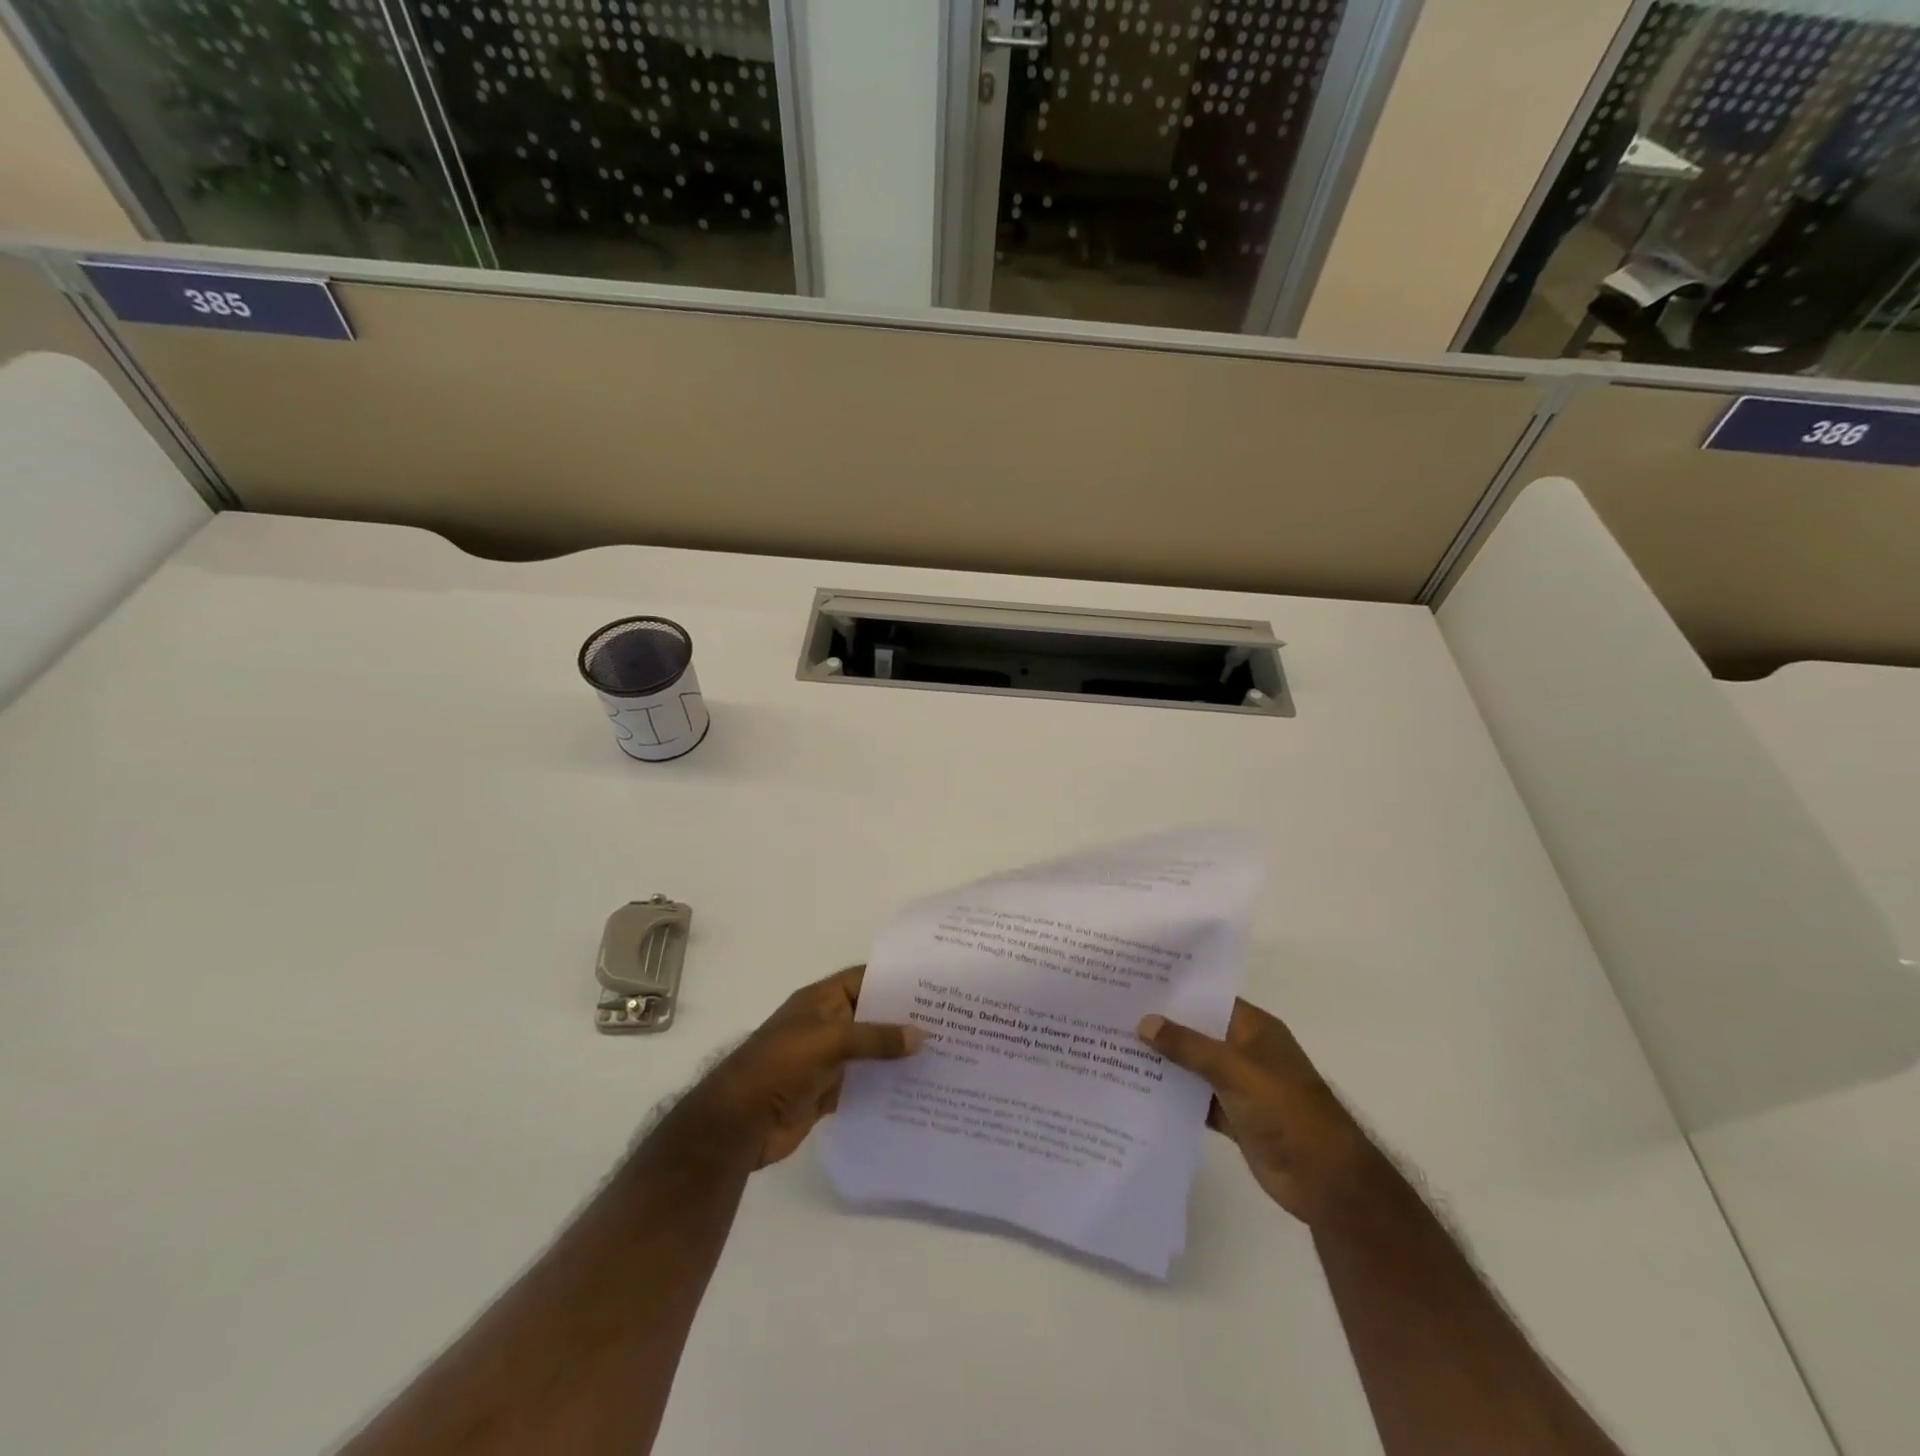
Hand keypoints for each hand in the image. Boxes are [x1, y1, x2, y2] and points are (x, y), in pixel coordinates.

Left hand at [678, 965, 922, 1169]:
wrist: (738, 1123)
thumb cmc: (779, 1066)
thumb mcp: (829, 1041)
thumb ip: (874, 1038)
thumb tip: (921, 1036)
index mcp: (821, 1001)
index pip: (865, 980)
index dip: (896, 980)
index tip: (934, 984)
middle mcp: (826, 1025)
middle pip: (872, 1016)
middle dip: (904, 1020)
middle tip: (950, 1023)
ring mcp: (827, 1060)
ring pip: (870, 1052)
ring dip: (897, 1055)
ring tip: (943, 1056)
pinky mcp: (827, 1093)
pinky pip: (863, 1084)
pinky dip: (885, 1086)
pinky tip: (916, 1091)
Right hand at [1137, 999, 1377, 1225]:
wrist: (1325, 1180)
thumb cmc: (1285, 1109)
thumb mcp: (1234, 1069)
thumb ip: (1188, 1046)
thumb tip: (1144, 1022)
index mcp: (1253, 1028)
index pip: (1208, 998)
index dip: (1175, 991)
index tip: (1134, 982)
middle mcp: (1244, 1051)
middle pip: (1197, 1032)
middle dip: (1162, 1026)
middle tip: (1113, 1013)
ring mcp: (1239, 1085)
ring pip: (1193, 1067)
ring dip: (1164, 1063)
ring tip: (1114, 1048)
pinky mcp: (1233, 1117)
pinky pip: (1195, 1099)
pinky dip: (1173, 1096)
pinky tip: (1136, 1090)